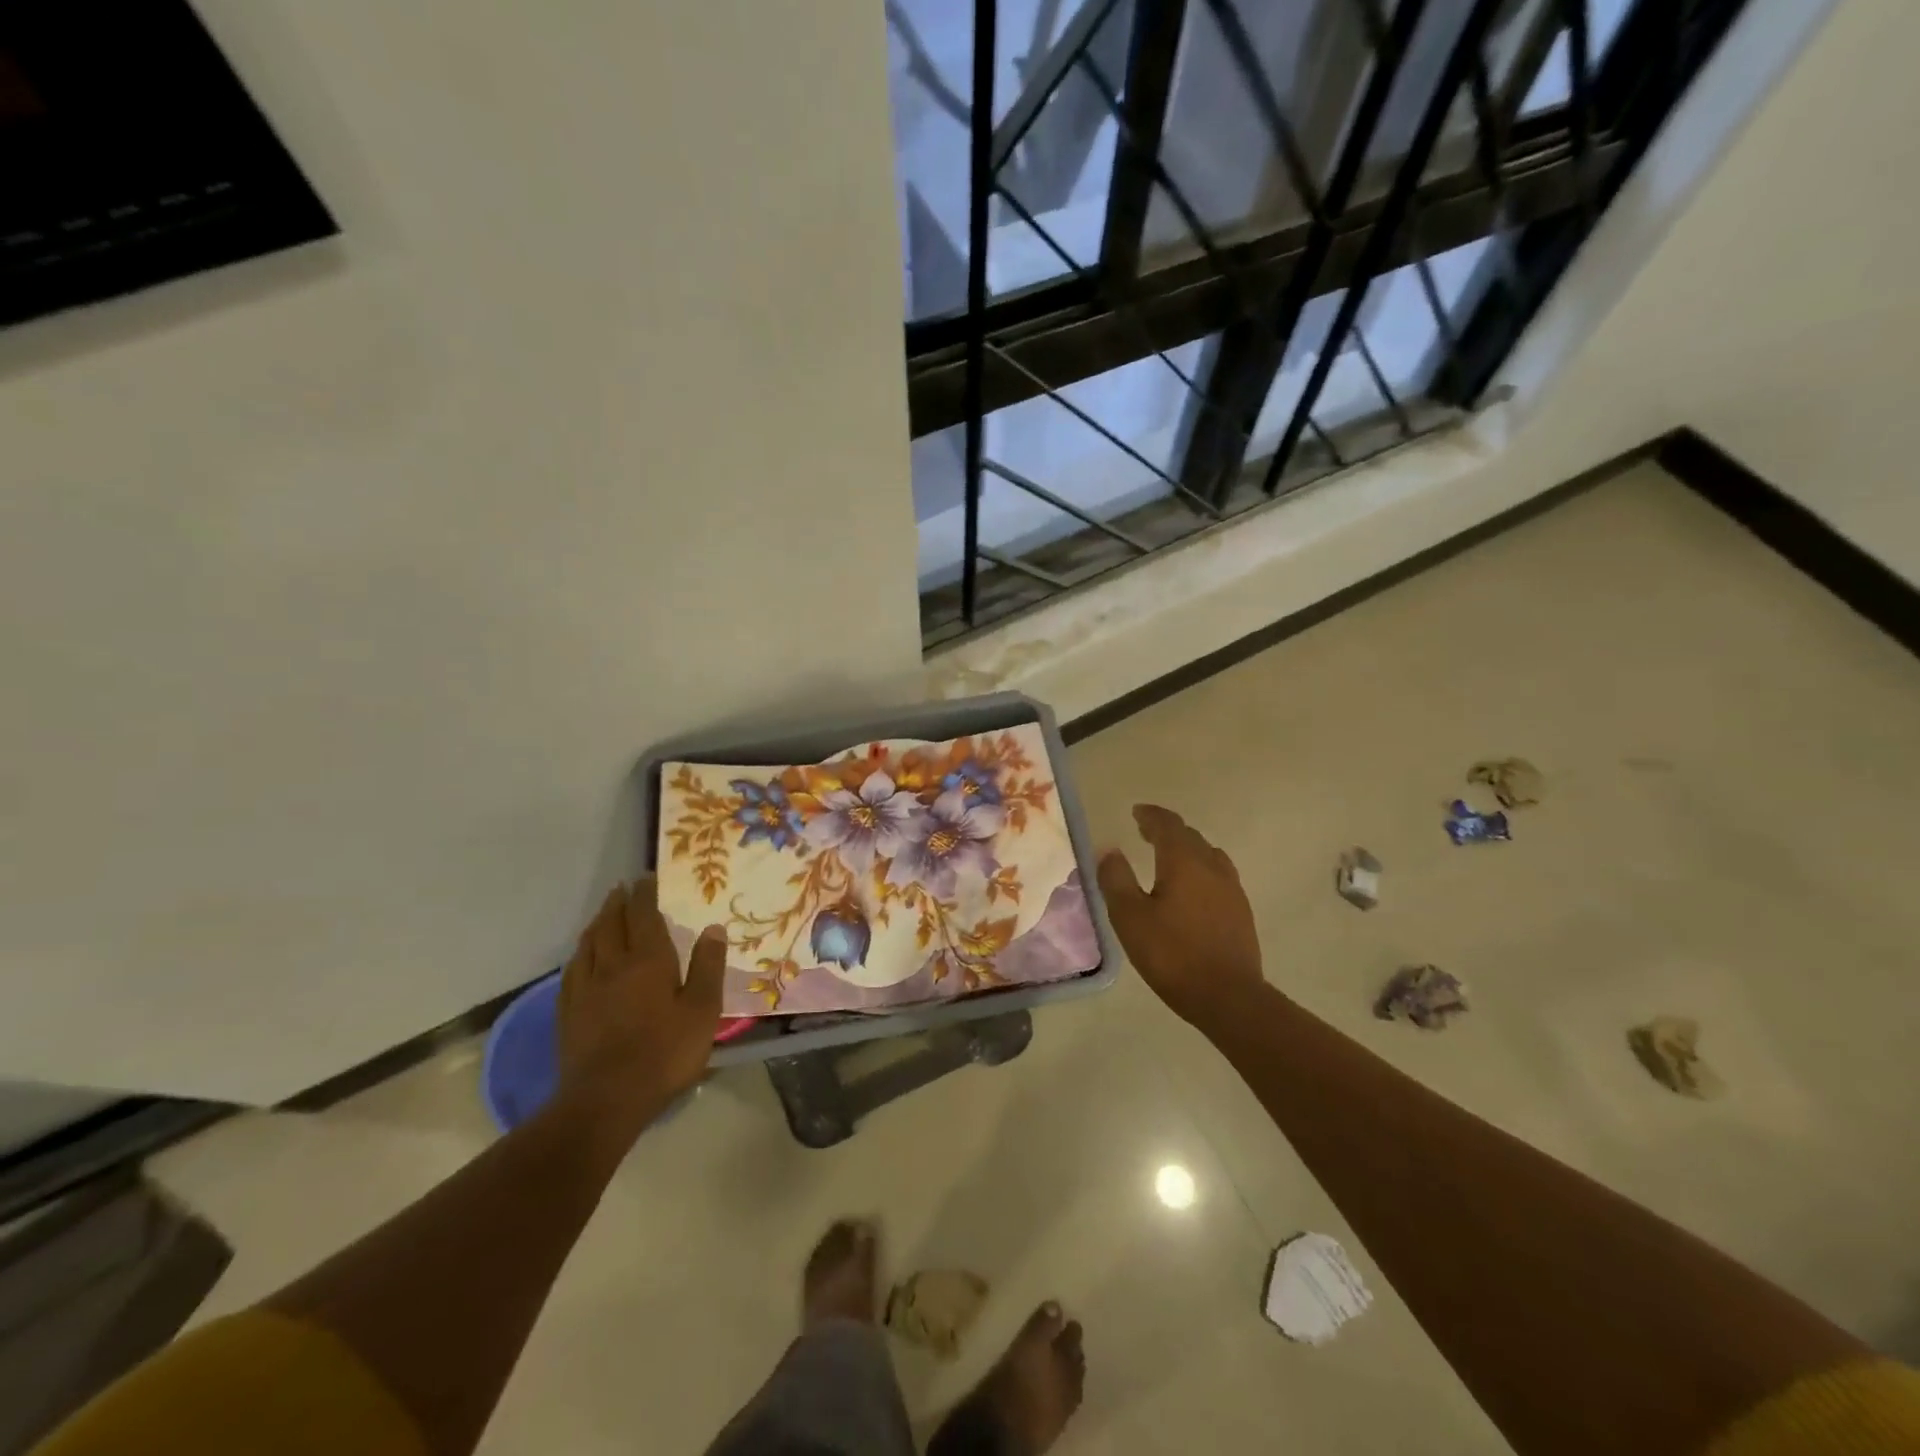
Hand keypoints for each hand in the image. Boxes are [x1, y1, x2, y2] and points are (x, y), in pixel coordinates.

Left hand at [557, 877, 725, 1133]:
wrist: (606, 1100)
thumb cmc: (664, 1053)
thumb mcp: (702, 1010)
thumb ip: (708, 967)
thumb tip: (713, 927)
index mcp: (648, 961)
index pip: (643, 916)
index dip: (644, 894)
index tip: (647, 878)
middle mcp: (612, 966)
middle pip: (611, 924)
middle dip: (618, 903)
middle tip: (622, 888)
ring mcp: (585, 989)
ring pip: (588, 944)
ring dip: (597, 923)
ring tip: (603, 914)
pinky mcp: (568, 1013)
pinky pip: (572, 970)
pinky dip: (580, 953)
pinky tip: (581, 957)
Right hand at [1097, 805, 1266, 1031]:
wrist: (1229, 997)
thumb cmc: (1173, 954)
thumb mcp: (1130, 918)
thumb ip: (1116, 879)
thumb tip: (1109, 849)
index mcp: (1184, 862)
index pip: (1167, 825)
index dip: (1151, 815)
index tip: (1137, 812)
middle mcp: (1212, 867)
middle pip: (1189, 836)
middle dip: (1166, 830)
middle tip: (1146, 832)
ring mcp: (1232, 889)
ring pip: (1208, 855)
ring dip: (1186, 848)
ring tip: (1169, 857)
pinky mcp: (1241, 911)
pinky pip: (1218, 875)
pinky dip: (1200, 869)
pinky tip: (1192, 889)